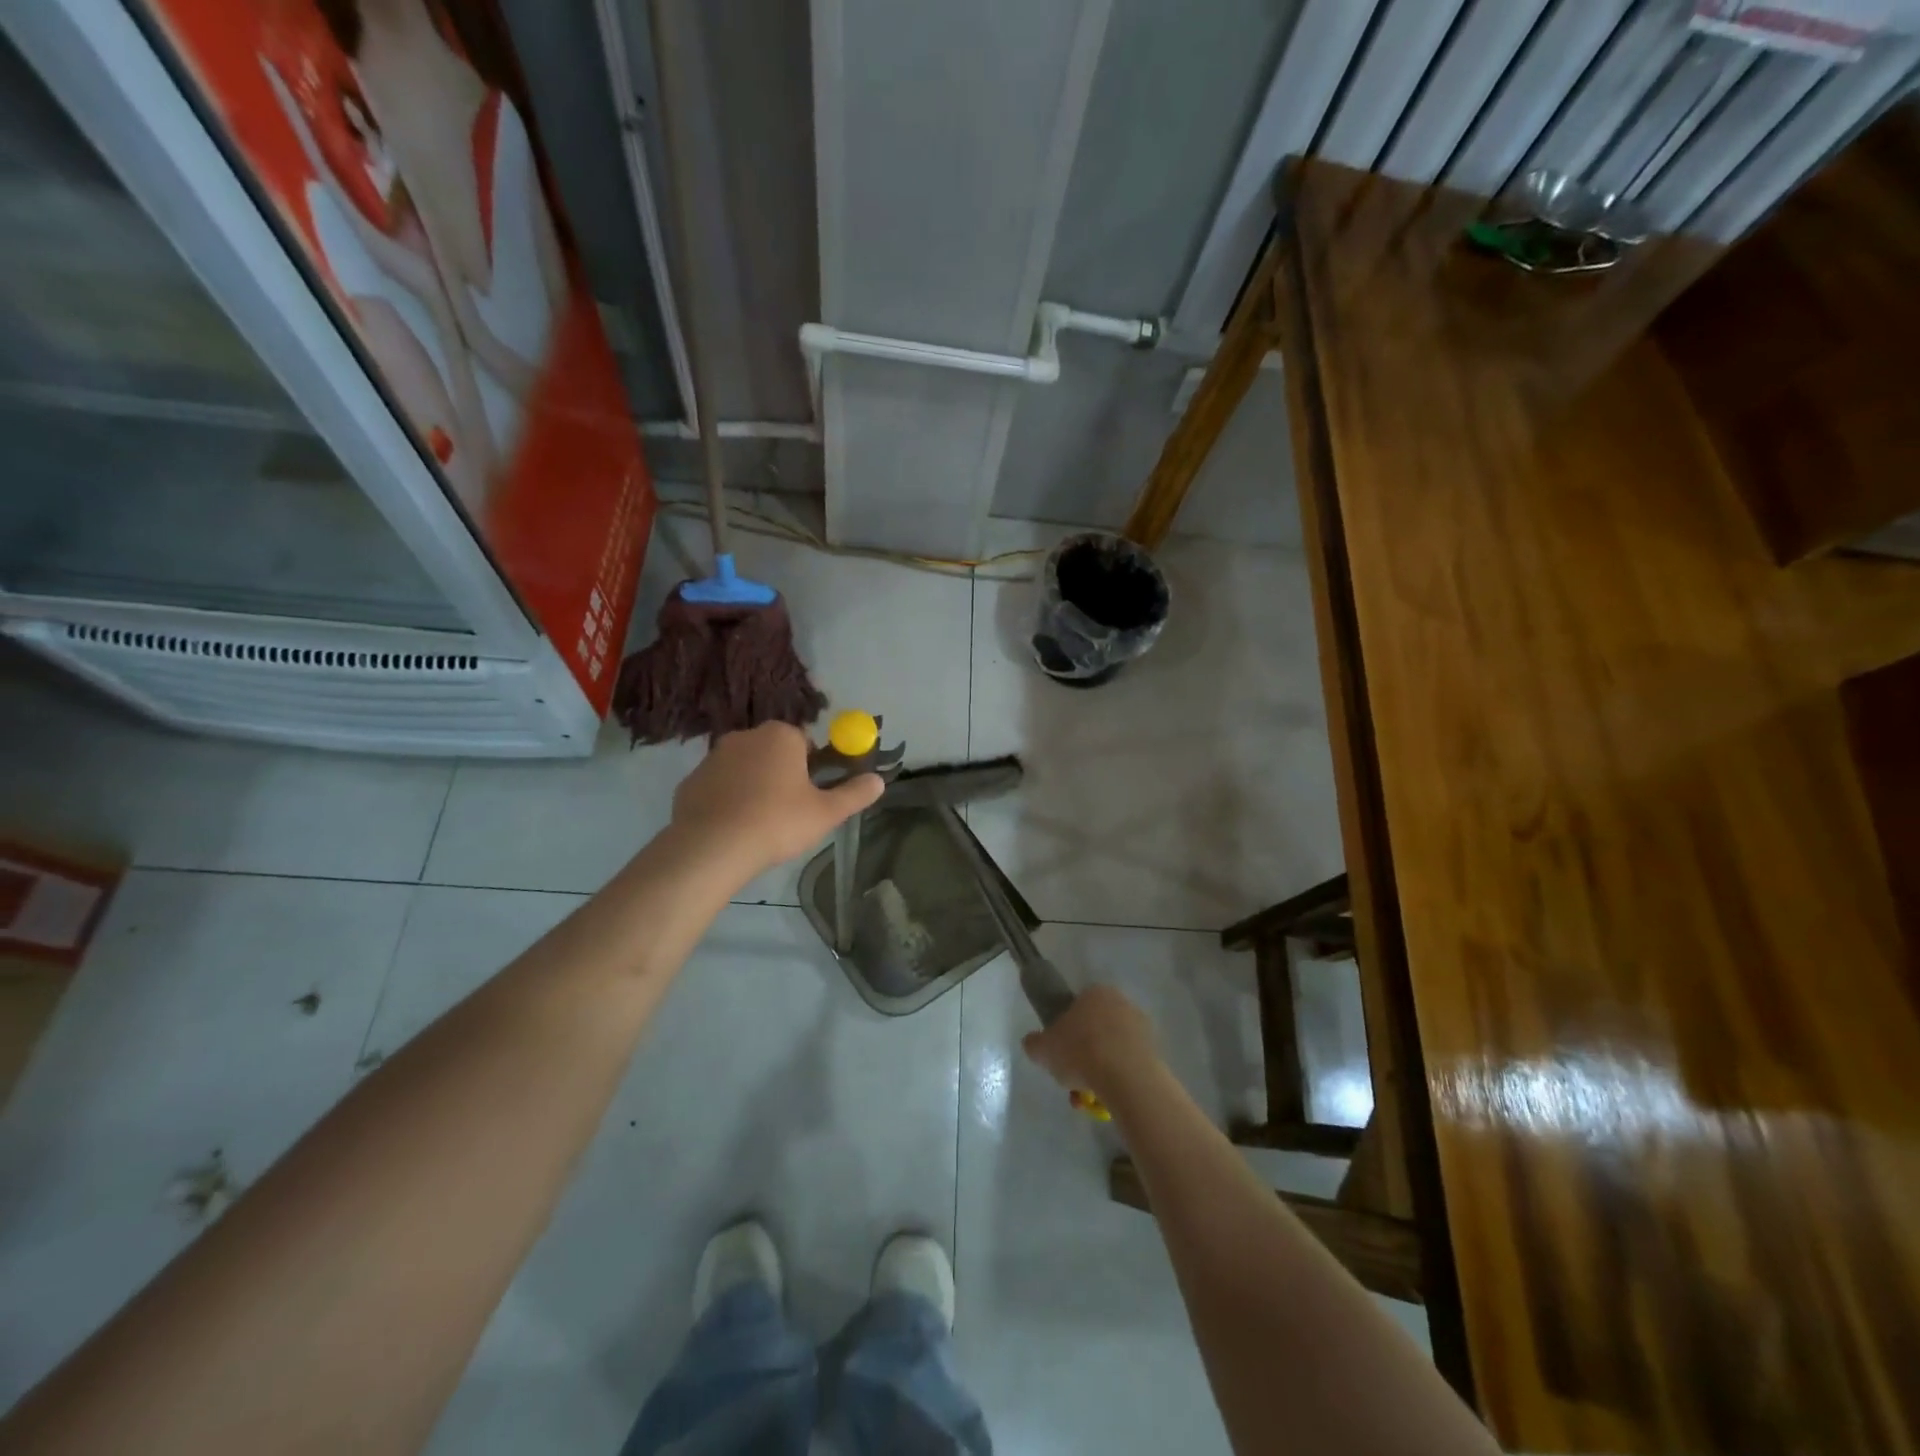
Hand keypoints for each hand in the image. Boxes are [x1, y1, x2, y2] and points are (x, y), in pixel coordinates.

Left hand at [670, 722, 882, 881]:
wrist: (712, 847)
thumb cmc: (777, 822)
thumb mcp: (826, 813)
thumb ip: (854, 794)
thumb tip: (879, 781)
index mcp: (780, 736)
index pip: (805, 741)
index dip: (812, 766)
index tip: (813, 793)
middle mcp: (745, 736)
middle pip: (772, 752)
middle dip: (782, 773)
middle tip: (789, 810)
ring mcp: (712, 758)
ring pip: (743, 768)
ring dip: (753, 785)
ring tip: (759, 823)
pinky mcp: (690, 782)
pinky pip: (718, 787)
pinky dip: (726, 800)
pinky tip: (732, 828)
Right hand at [1022, 984, 1159, 1105]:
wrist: (1125, 1076)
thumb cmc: (1080, 1051)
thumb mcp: (1044, 1049)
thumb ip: (1034, 1043)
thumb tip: (1032, 1042)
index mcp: (1095, 993)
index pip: (1077, 1007)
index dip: (1066, 1031)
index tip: (1061, 1053)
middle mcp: (1121, 1003)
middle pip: (1096, 1030)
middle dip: (1084, 1055)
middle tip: (1072, 1078)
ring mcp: (1141, 1027)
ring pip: (1112, 1050)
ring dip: (1099, 1071)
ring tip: (1087, 1098)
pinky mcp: (1155, 1051)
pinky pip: (1129, 1065)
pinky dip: (1118, 1080)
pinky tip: (1107, 1099)